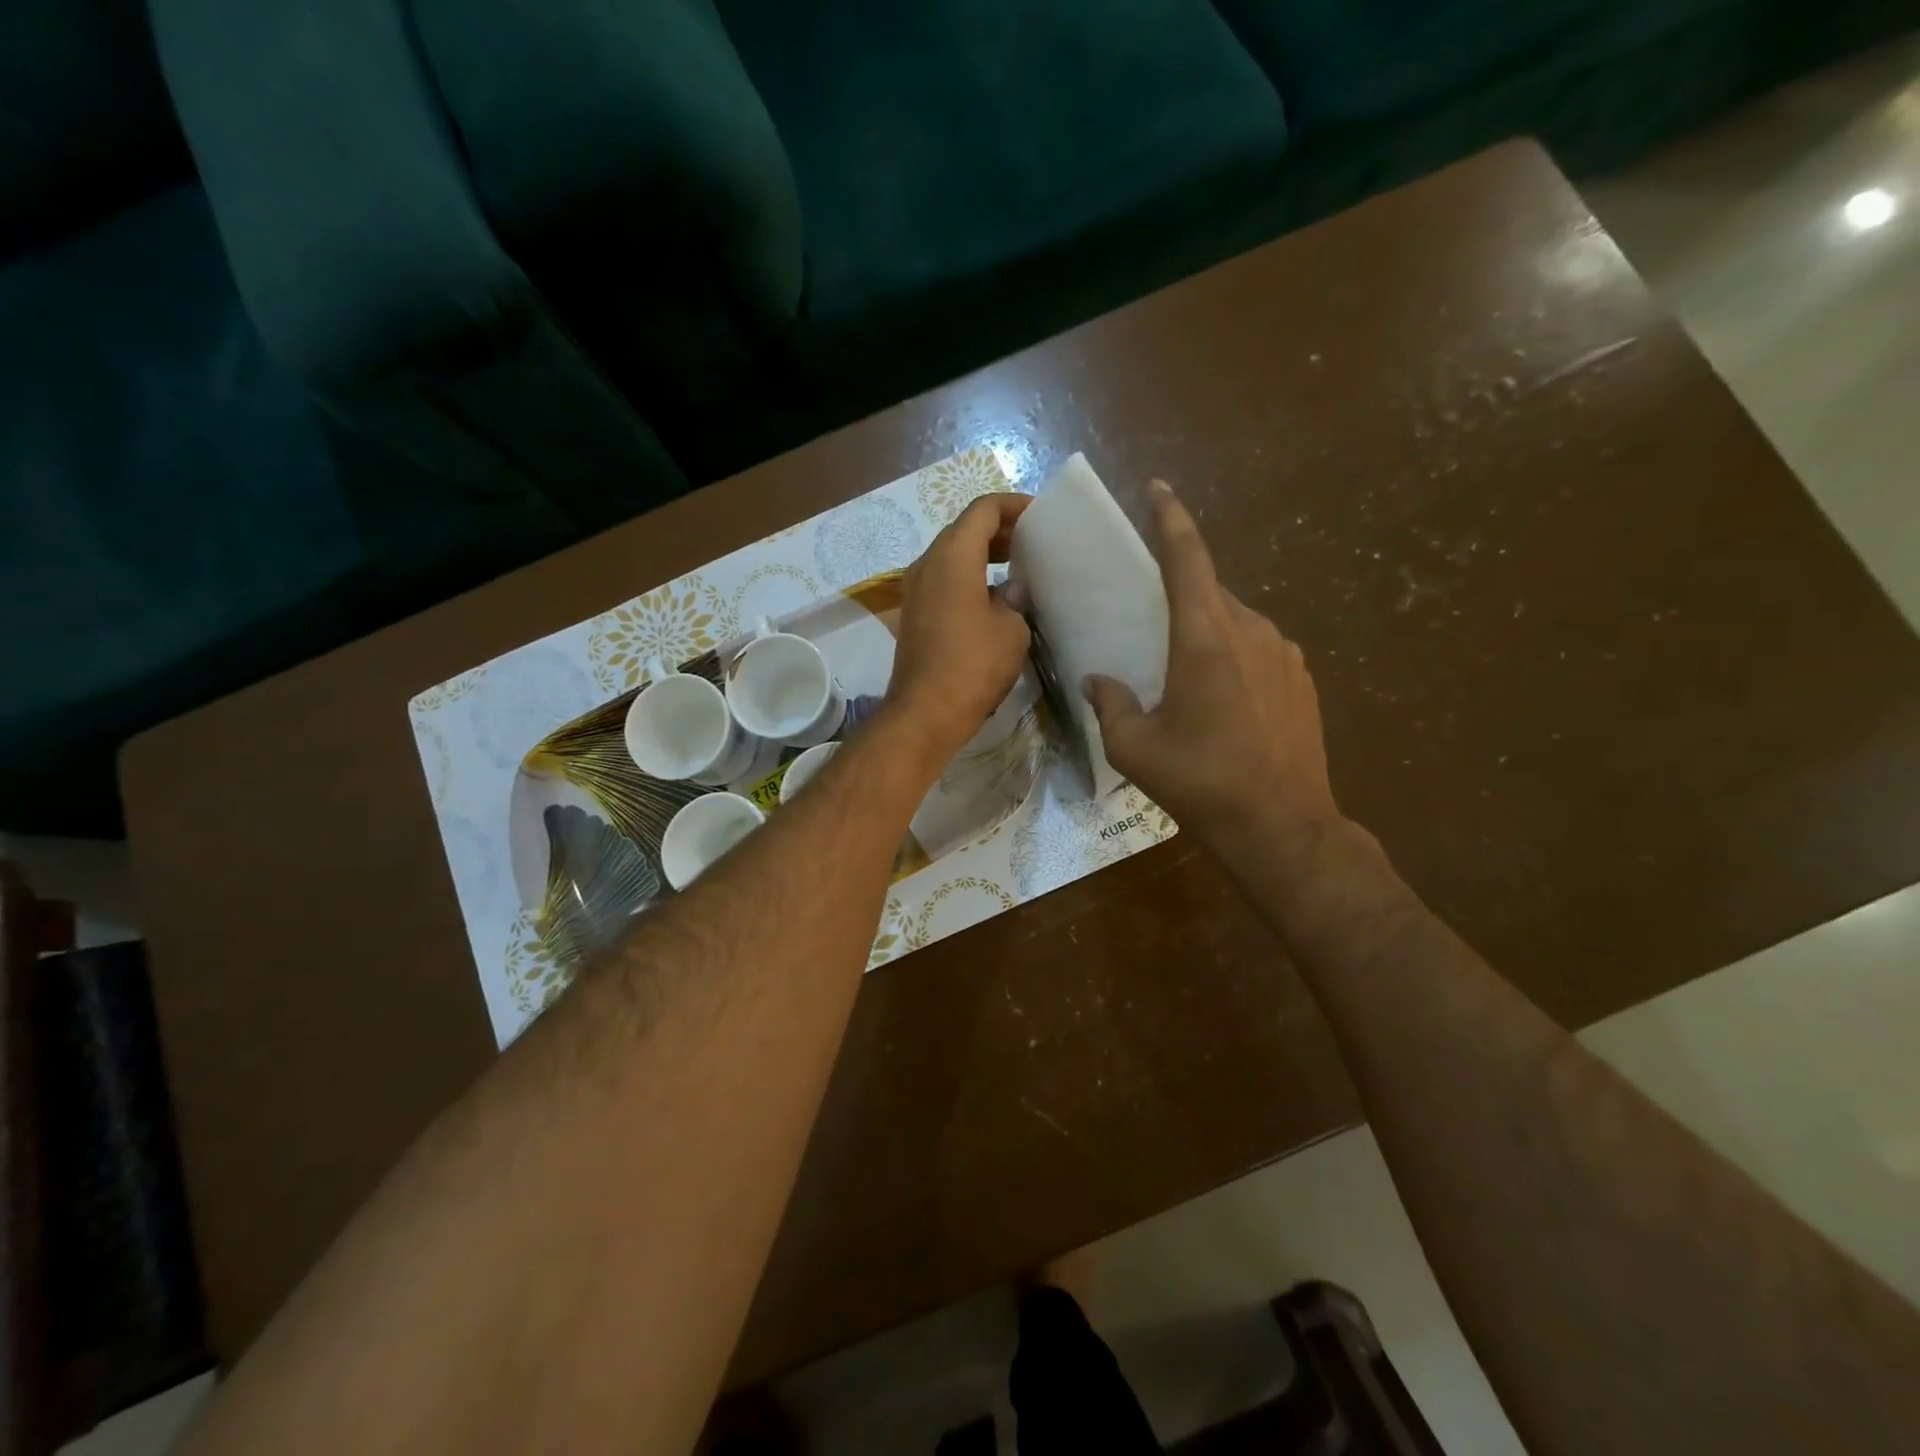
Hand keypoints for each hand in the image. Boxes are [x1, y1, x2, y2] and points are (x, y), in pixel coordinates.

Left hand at [885, 492, 1033, 760]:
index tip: (1040, 517)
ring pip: (952, 555)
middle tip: (1033, 543)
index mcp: (952, 556)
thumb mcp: (1011, 629)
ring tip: (1019, 567)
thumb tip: (1012, 590)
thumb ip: (1015, 598)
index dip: (1013, 506)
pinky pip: (944, 580)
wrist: (925, 713)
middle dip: (999, 530)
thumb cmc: (973, 665)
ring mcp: (916, 589)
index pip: (982, 510)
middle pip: (964, 529)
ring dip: (983, 554)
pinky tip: (995, 597)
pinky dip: (970, 576)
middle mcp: (927, 563)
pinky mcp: (915, 613)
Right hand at [1084, 480, 1339, 853]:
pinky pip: (1258, 651)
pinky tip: (1222, 705)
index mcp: (1205, 637)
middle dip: (1179, 600)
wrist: (1282, 827)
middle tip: (1151, 629)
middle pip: (1209, 593)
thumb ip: (1109, 704)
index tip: (1157, 489)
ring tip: (1184, 681)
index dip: (1170, 518)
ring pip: (1234, 624)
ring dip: (1206, 636)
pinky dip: (1233, 660)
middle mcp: (1250, 630)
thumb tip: (1097, 680)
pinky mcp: (1302, 679)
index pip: (1187, 558)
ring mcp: (1284, 653)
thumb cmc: (1201, 782)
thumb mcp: (1134, 748)